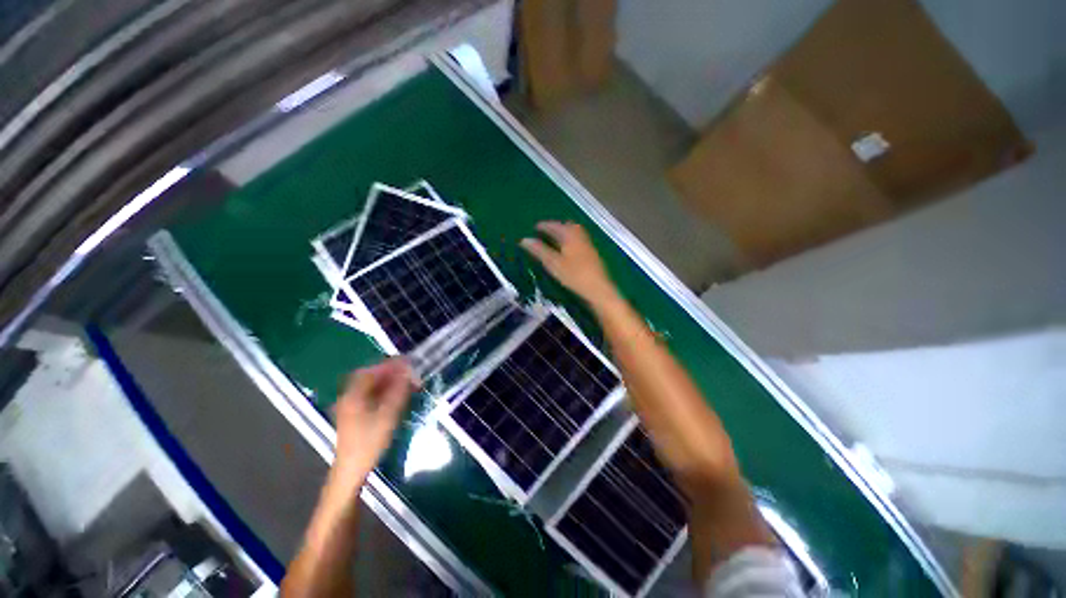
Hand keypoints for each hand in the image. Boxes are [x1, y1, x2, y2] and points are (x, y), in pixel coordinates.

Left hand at [332, 359, 416, 483]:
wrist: (351, 470)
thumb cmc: (369, 442)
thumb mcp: (388, 415)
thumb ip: (398, 391)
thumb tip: (407, 372)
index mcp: (353, 395)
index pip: (371, 371)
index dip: (390, 364)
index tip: (407, 362)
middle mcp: (349, 397)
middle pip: (369, 376)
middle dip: (390, 371)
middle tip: (408, 371)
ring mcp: (350, 406)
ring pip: (370, 386)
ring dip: (388, 381)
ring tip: (406, 382)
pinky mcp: (354, 415)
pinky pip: (370, 395)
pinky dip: (384, 390)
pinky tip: (396, 395)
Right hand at [521, 221, 618, 307]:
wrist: (598, 289)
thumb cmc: (574, 275)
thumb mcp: (553, 263)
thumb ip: (539, 251)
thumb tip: (524, 240)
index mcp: (570, 236)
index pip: (555, 226)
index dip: (544, 226)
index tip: (535, 227)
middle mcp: (580, 237)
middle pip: (568, 226)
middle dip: (557, 227)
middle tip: (546, 231)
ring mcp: (588, 246)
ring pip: (575, 234)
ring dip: (565, 234)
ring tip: (555, 240)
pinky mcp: (592, 255)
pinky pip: (579, 241)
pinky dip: (571, 241)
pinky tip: (568, 251)